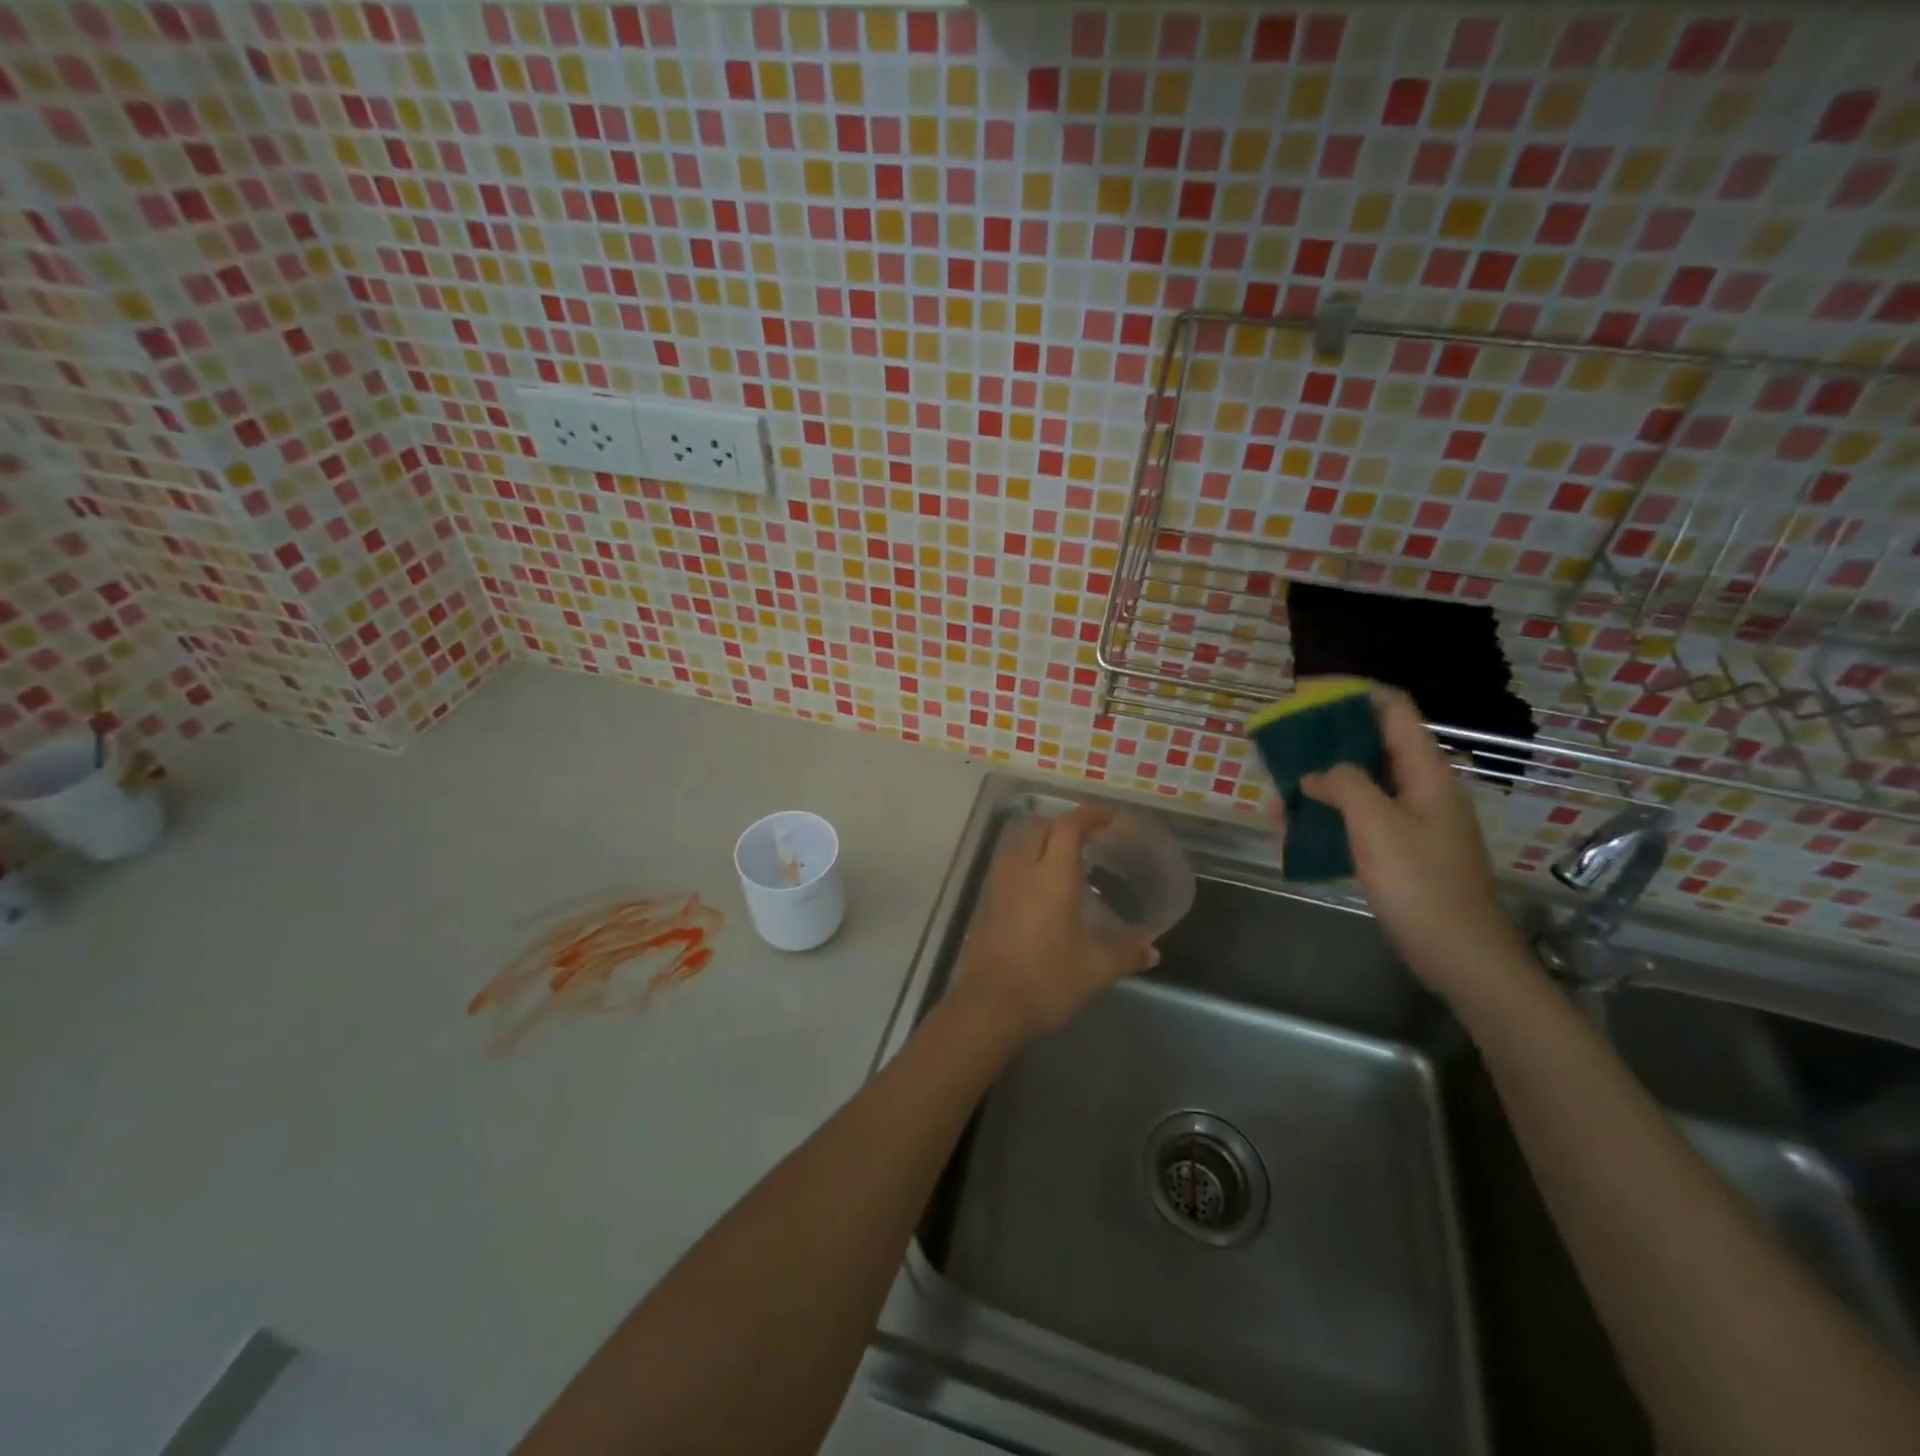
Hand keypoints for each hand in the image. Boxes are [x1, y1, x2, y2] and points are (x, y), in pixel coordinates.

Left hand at [951, 805, 1158, 1040]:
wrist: (989, 1006)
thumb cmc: (1047, 981)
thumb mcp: (1096, 970)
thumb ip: (1126, 954)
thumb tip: (1152, 951)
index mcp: (1051, 876)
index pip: (1068, 827)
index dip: (1090, 815)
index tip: (1109, 818)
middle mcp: (1022, 870)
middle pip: (1039, 826)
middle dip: (1064, 824)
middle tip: (1089, 838)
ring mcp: (999, 885)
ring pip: (1018, 843)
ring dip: (1041, 840)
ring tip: (1065, 860)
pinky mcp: (987, 903)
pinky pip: (1008, 865)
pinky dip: (1026, 862)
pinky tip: (1042, 889)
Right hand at [1273, 687, 1530, 1002]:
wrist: (1462, 956)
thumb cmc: (1421, 885)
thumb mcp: (1377, 826)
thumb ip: (1345, 786)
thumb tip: (1315, 774)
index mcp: (1426, 772)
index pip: (1392, 709)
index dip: (1350, 692)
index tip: (1304, 693)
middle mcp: (1421, 786)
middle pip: (1372, 742)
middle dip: (1325, 738)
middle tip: (1282, 744)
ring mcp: (1413, 818)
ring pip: (1362, 781)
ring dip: (1321, 779)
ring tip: (1280, 791)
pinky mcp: (1402, 847)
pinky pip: (1360, 815)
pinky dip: (1329, 812)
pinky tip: (1298, 827)